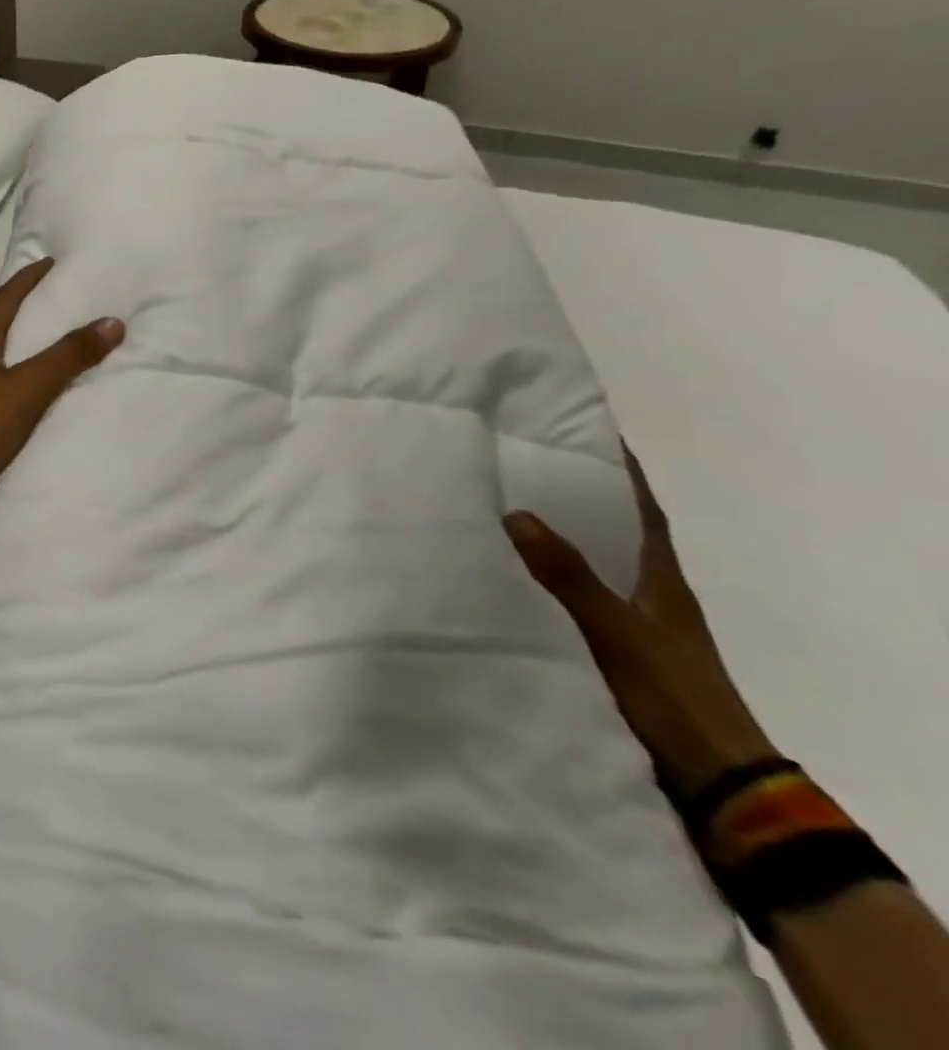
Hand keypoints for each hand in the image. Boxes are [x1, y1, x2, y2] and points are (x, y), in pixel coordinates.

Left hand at [0, 258, 124, 482]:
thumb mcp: (28, 386)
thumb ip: (68, 357)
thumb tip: (113, 321)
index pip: (3, 300)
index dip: (26, 280)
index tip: (47, 262)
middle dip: (24, 308)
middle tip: (54, 297)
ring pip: (0, 356)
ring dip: (24, 343)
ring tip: (52, 339)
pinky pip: (4, 384)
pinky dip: (24, 375)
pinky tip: (37, 387)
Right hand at [503, 447, 776, 797]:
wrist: (714, 782)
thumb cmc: (672, 694)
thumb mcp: (616, 631)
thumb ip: (568, 575)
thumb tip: (517, 513)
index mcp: (661, 580)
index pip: (644, 512)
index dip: (623, 473)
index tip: (592, 436)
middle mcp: (650, 595)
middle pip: (614, 535)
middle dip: (579, 501)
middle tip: (525, 469)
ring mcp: (635, 627)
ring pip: (592, 569)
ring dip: (559, 543)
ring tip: (504, 516)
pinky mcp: (616, 655)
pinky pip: (576, 602)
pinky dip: (550, 584)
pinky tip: (512, 583)